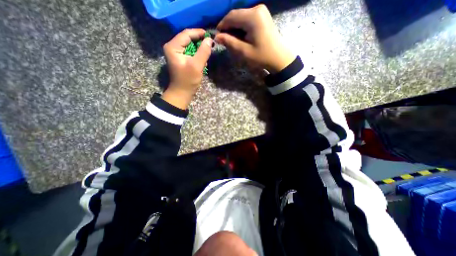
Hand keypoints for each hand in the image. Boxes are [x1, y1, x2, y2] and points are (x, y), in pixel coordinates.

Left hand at [161, 28, 212, 108]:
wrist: (182, 93)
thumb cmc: (188, 80)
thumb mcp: (196, 65)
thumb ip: (203, 52)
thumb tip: (209, 40)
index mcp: (173, 47)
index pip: (186, 34)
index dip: (199, 33)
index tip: (210, 35)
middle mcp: (172, 47)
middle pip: (188, 38)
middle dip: (199, 41)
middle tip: (210, 44)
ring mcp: (176, 53)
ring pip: (189, 45)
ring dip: (199, 48)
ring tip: (207, 52)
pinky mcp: (180, 59)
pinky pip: (189, 52)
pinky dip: (197, 54)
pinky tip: (202, 59)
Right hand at [215, 4, 295, 73]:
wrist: (279, 58)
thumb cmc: (262, 56)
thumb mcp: (244, 52)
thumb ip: (230, 42)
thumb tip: (217, 37)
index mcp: (253, 17)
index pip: (231, 16)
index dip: (222, 25)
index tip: (217, 36)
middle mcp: (257, 9)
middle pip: (236, 15)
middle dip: (228, 27)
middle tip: (224, 40)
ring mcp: (261, 11)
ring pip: (241, 17)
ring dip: (235, 28)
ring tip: (232, 40)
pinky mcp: (263, 16)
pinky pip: (247, 18)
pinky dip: (242, 27)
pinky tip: (241, 36)